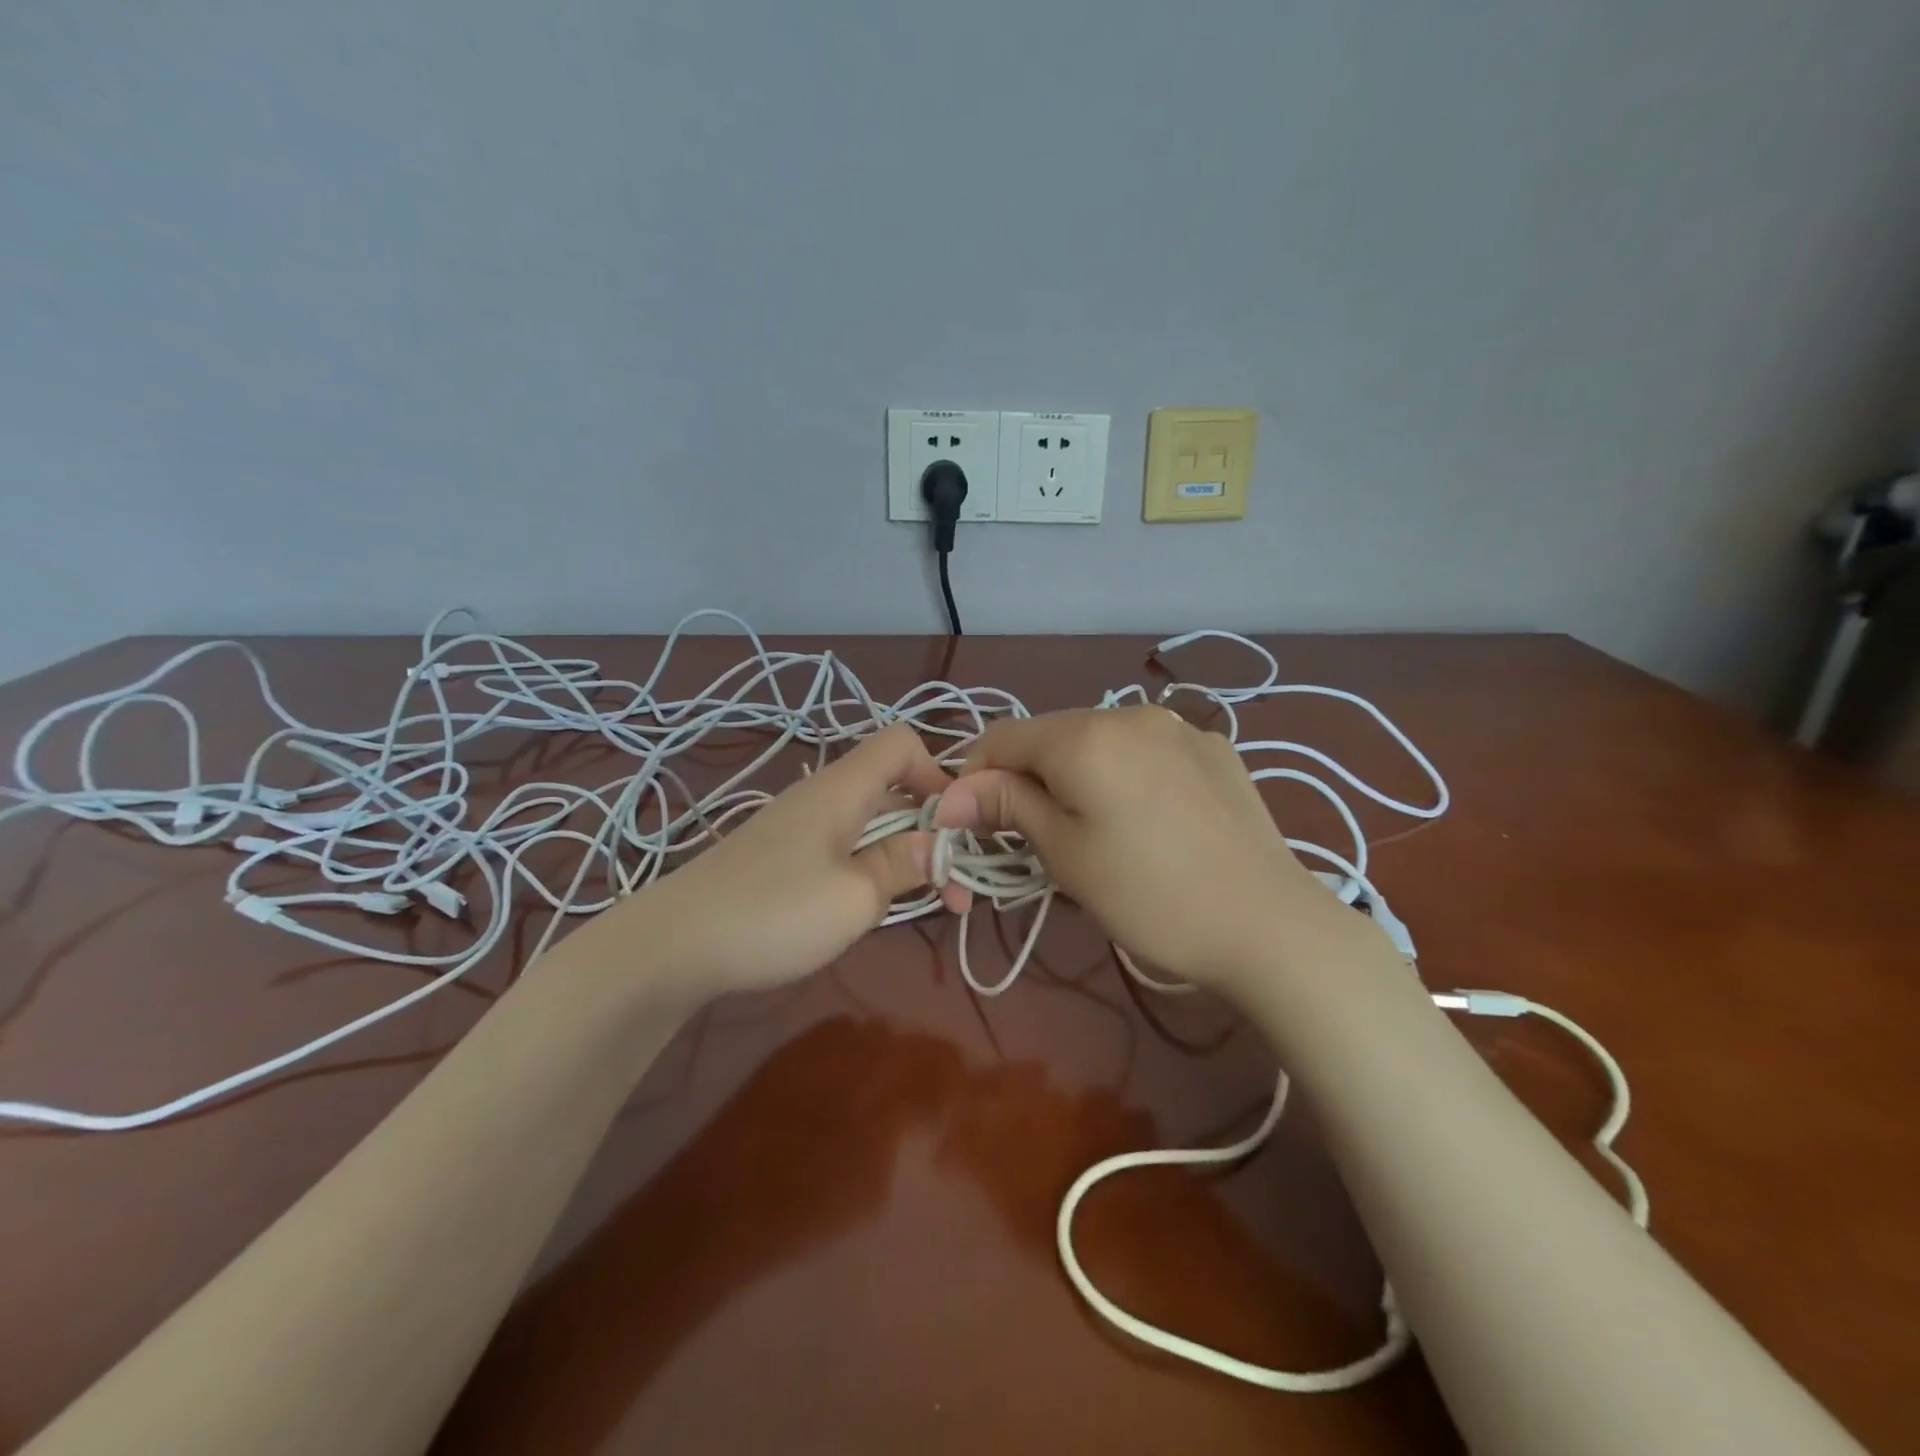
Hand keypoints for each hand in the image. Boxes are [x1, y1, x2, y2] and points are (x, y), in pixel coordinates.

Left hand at [604, 724, 950, 1001]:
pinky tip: (869, 906)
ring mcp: (798, 826)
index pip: (902, 743)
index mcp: (843, 789)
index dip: (939, 772)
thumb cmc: (774, 913)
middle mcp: (822, 796)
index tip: (956, 827)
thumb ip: (902, 864)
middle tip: (954, 886)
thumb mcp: (855, 896)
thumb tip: (936, 844)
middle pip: (892, 786)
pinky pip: (842, 845)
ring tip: (924, 902)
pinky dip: (870, 866)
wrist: (674, 946)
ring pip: (869, 821)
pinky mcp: (780, 856)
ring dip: (903, 853)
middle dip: (931, 827)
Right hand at [933, 706, 1360, 991]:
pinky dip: (1125, 773)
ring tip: (1094, 829)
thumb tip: (950, 794)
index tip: (974, 823)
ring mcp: (1179, 726)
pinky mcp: (1214, 749)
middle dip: (1028, 776)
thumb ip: (1007, 806)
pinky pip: (1146, 749)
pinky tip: (1148, 818)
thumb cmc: (1149, 897)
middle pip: (1052, 735)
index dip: (975, 776)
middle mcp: (1130, 713)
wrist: (1269, 924)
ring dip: (1077, 774)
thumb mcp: (1065, 854)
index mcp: (1085, 735)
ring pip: (1100, 740)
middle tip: (1036, 836)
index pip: (1002, 737)